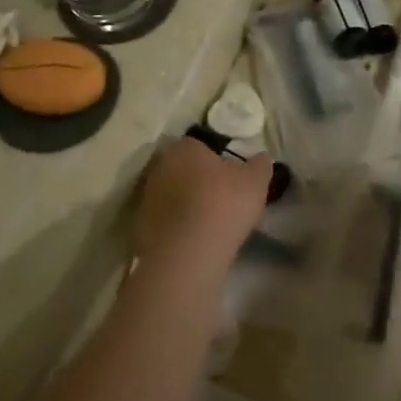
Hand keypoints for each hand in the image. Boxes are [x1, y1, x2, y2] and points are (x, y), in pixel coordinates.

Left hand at [134, 138, 271, 265]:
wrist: (187, 254)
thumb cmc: (223, 205)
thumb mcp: (256, 181)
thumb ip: (260, 165)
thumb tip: (260, 160)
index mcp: (184, 149)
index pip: (200, 145)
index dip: (217, 160)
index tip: (231, 177)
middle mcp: (159, 168)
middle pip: (183, 170)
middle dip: (199, 181)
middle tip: (222, 199)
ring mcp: (146, 199)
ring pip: (172, 196)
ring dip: (186, 205)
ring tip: (209, 224)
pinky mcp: (140, 228)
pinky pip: (165, 221)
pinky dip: (178, 228)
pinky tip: (194, 241)